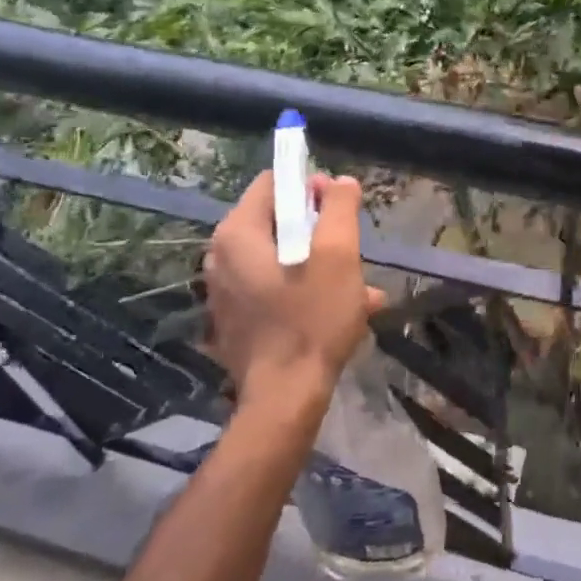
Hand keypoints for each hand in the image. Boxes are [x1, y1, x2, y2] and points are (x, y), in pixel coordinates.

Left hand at [201, 171, 384, 415]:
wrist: (285, 398)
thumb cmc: (312, 319)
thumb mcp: (338, 255)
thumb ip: (339, 209)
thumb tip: (339, 182)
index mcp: (238, 234)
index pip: (273, 183)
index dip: (310, 189)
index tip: (339, 211)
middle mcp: (221, 257)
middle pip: (277, 222)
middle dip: (319, 232)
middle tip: (351, 253)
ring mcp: (225, 291)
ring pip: (281, 258)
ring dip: (320, 265)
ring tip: (359, 288)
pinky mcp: (235, 320)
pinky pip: (274, 288)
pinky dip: (305, 291)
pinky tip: (343, 312)